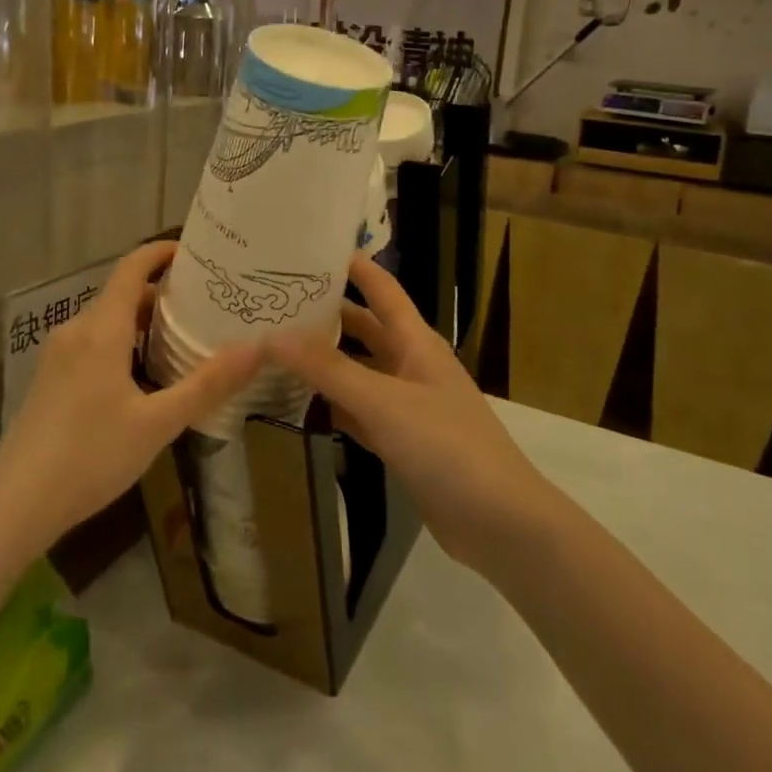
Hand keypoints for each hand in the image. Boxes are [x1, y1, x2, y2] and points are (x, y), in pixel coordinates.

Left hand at [0, 241, 261, 554]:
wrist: (14, 504)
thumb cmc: (90, 456)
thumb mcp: (158, 424)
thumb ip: (208, 384)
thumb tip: (258, 348)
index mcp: (101, 329)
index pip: (132, 268)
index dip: (161, 252)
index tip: (195, 253)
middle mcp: (76, 331)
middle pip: (122, 294)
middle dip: (162, 294)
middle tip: (206, 305)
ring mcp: (58, 355)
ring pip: (106, 321)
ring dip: (143, 322)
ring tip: (183, 339)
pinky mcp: (49, 380)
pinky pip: (92, 344)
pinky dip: (123, 343)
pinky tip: (144, 377)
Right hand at [271, 253, 548, 571]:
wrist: (498, 522)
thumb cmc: (447, 446)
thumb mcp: (384, 401)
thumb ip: (328, 369)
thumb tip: (272, 335)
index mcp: (416, 342)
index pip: (381, 289)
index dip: (353, 266)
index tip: (308, 249)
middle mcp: (410, 365)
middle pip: (363, 329)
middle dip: (325, 314)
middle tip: (273, 302)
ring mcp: (405, 405)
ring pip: (356, 372)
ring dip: (322, 362)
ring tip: (272, 348)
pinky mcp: (399, 441)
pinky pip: (357, 412)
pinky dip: (330, 405)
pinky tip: (296, 404)